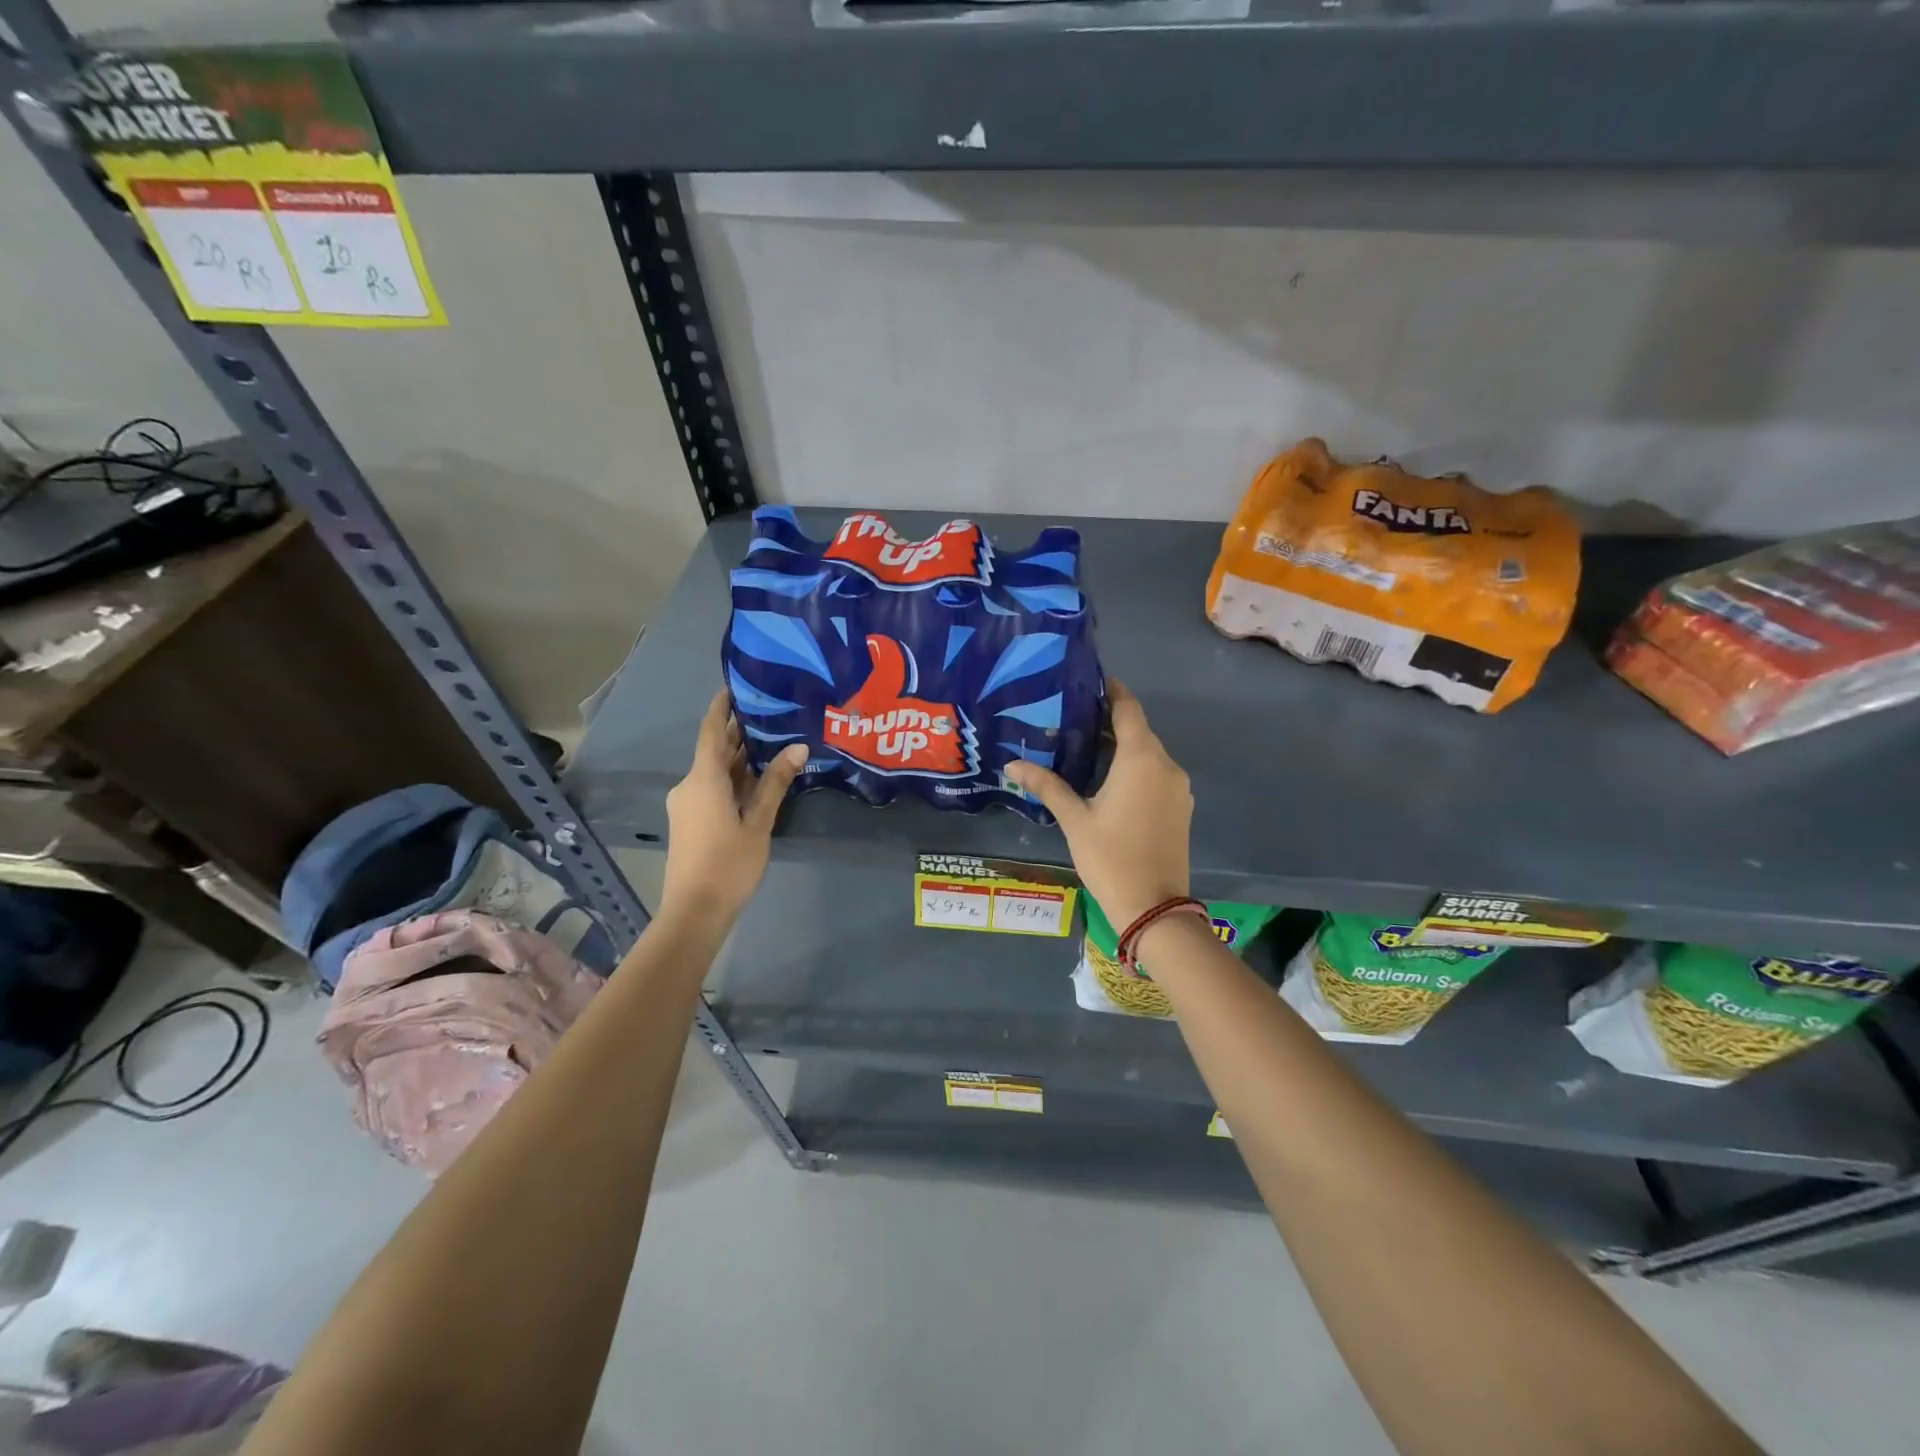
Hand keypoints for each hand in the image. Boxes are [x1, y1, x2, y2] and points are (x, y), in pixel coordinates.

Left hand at [660, 690, 807, 926]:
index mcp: (703, 779)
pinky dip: (733, 778)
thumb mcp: (758, 822)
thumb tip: (798, 747)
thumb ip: (775, 783)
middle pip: (713, 750)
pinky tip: (757, 778)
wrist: (694, 911)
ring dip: (738, 757)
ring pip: (714, 771)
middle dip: (738, 732)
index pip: (711, 731)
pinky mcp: (690, 820)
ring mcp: (687, 804)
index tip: (735, 685)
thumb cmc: (728, 864)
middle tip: (770, 712)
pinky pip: (711, 788)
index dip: (721, 706)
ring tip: (771, 740)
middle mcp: (689, 785)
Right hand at [1004, 680, 1191, 928]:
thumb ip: (1046, 785)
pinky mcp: (1182, 807)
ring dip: (1122, 747)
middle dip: (1110, 721)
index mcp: (1141, 759)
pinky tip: (1109, 780)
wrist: (1154, 907)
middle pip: (1139, 730)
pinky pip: (1157, 774)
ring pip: (1149, 753)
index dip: (1112, 691)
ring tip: (1085, 747)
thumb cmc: (1110, 857)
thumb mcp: (1074, 819)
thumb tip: (1012, 765)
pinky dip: (1135, 768)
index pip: (1128, 709)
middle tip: (1072, 718)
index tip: (1090, 681)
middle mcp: (1166, 764)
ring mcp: (1179, 787)